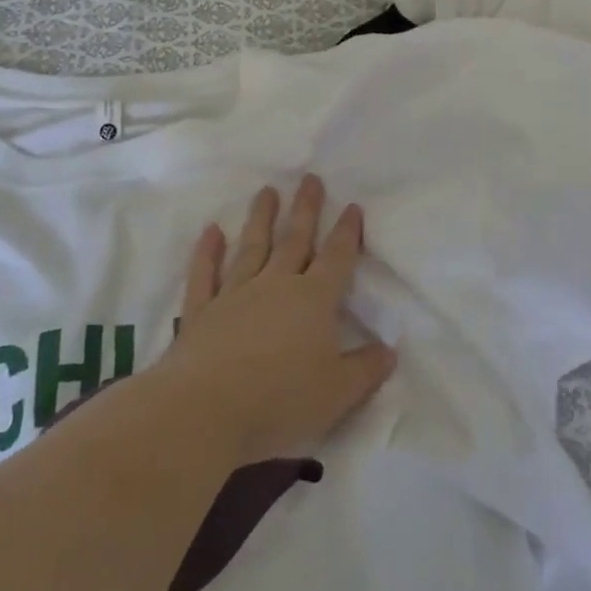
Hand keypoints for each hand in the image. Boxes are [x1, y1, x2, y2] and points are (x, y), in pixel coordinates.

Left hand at [153, 176, 395, 467]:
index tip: (352, 206)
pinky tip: (211, 231)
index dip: (347, 232)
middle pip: (295, 240)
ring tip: (267, 191)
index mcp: (314, 300)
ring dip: (261, 218)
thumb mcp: (338, 393)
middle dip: (306, 209)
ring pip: (251, 247)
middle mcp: (276, 286)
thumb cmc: (280, 401)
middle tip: (310, 178)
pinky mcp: (200, 312)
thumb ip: (366, 369)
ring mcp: (234, 294)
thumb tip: (389, 350)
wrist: (205, 411)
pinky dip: (207, 252)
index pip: (337, 258)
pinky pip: (205, 274)